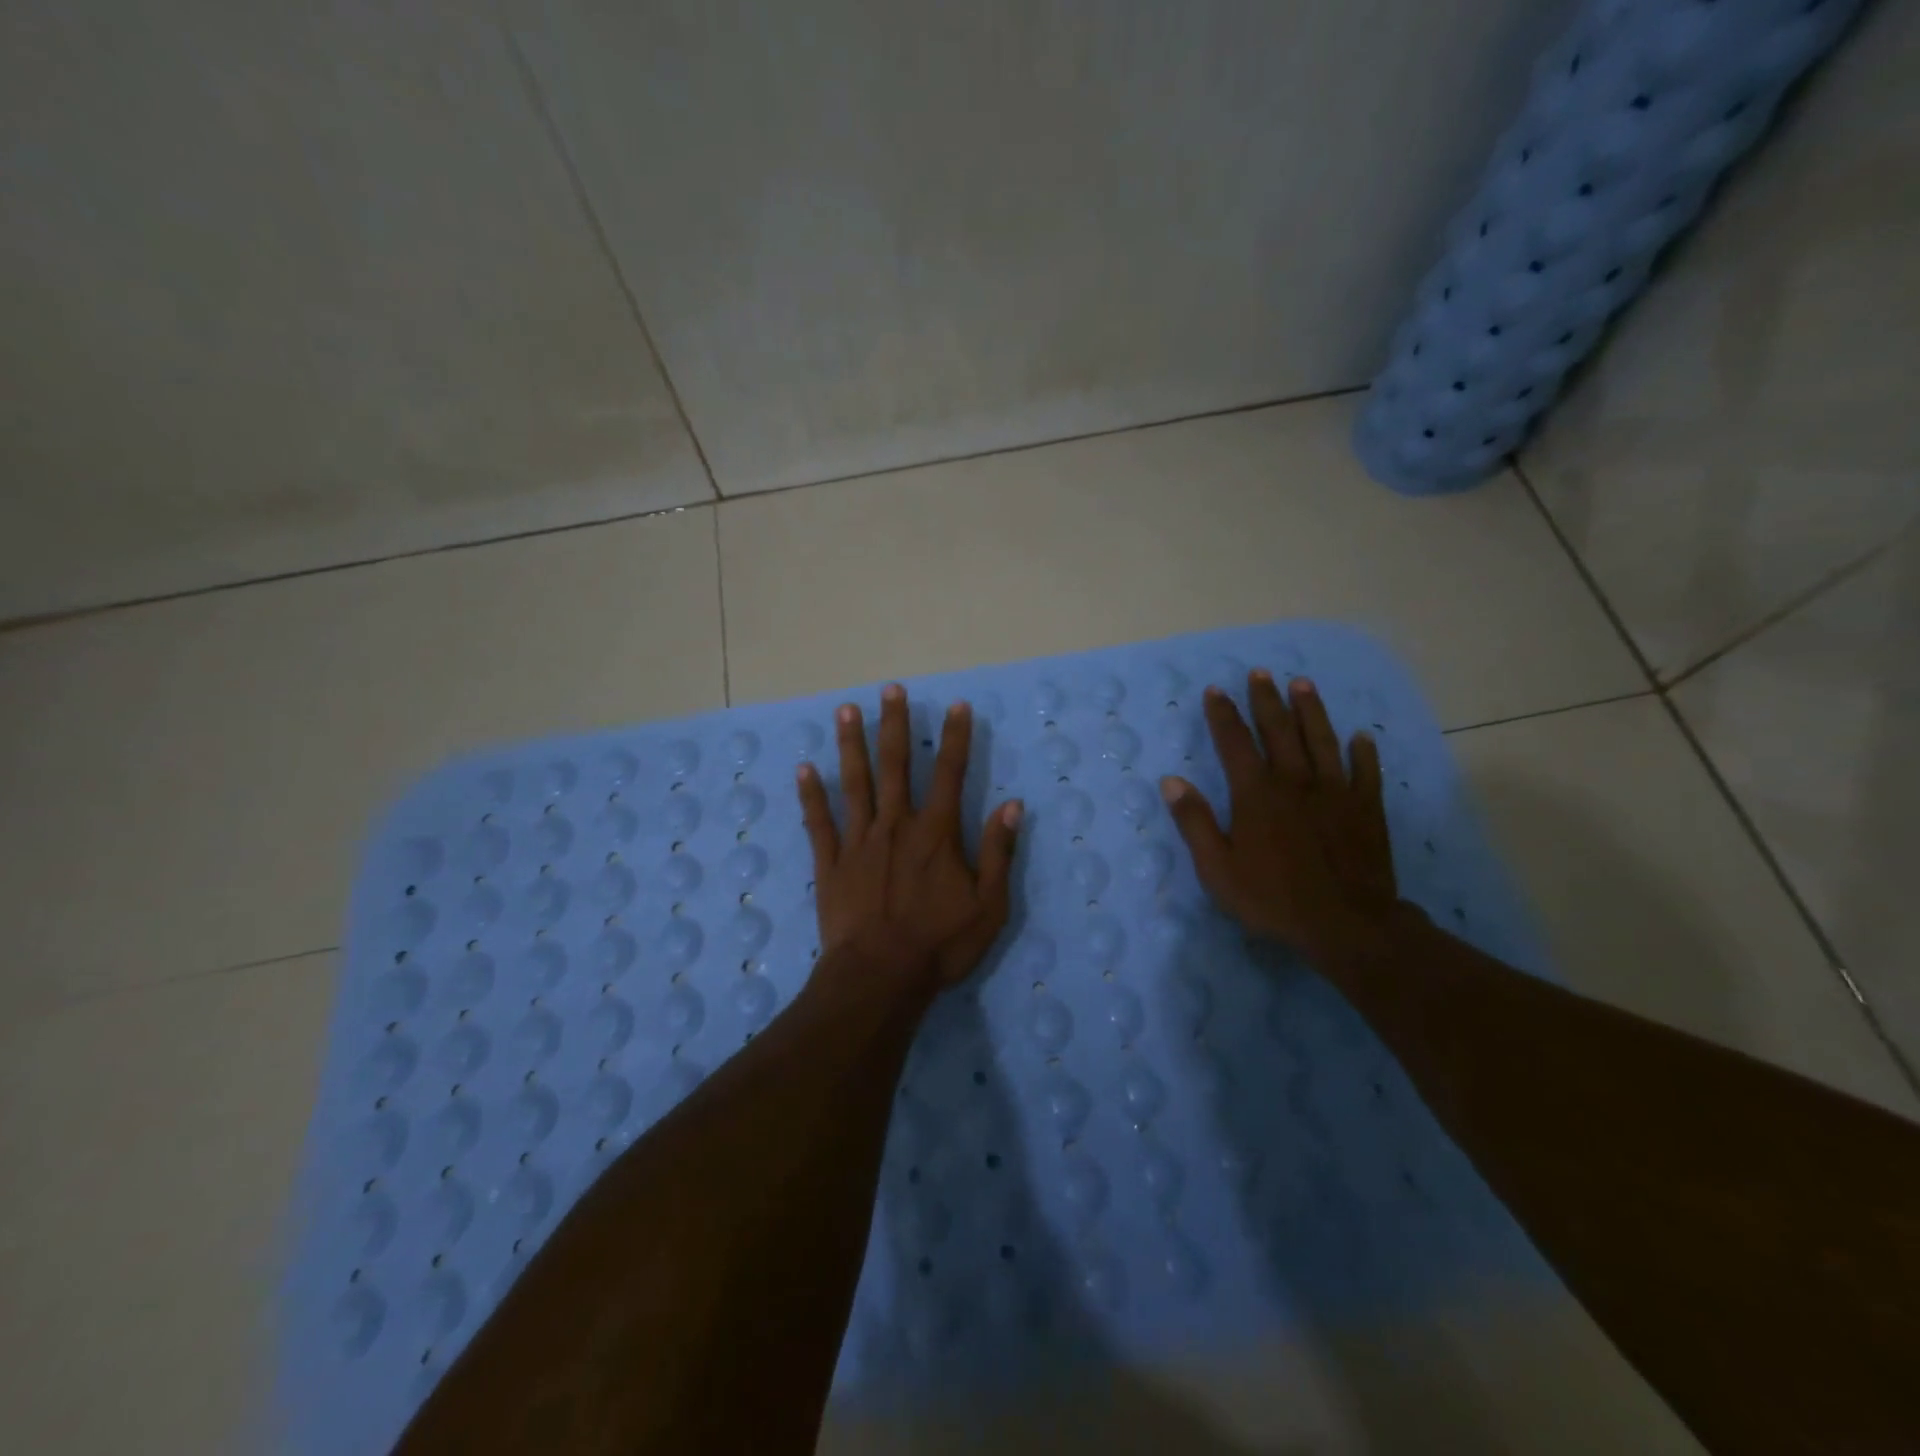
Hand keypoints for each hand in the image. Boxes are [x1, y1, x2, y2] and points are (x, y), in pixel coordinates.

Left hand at [796, 683, 1022, 992]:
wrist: (880, 976)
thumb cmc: (940, 943)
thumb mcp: (989, 904)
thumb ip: (999, 852)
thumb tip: (1010, 805)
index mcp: (936, 833)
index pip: (950, 773)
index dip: (956, 738)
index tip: (957, 706)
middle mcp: (896, 825)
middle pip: (895, 765)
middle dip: (895, 725)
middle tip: (890, 690)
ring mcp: (859, 841)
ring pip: (854, 783)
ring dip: (851, 745)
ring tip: (845, 711)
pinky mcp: (831, 863)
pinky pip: (820, 822)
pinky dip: (811, 796)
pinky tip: (804, 770)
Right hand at [1161, 671, 1404, 968]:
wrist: (1346, 924)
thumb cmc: (1272, 898)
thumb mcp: (1217, 867)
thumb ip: (1195, 822)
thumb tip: (1171, 781)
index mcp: (1256, 793)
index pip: (1234, 742)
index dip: (1223, 714)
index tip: (1215, 689)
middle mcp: (1295, 781)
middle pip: (1279, 730)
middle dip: (1266, 699)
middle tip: (1261, 672)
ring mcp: (1335, 792)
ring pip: (1322, 740)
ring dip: (1310, 710)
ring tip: (1302, 683)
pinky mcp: (1366, 809)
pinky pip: (1367, 772)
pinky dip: (1363, 752)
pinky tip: (1361, 736)